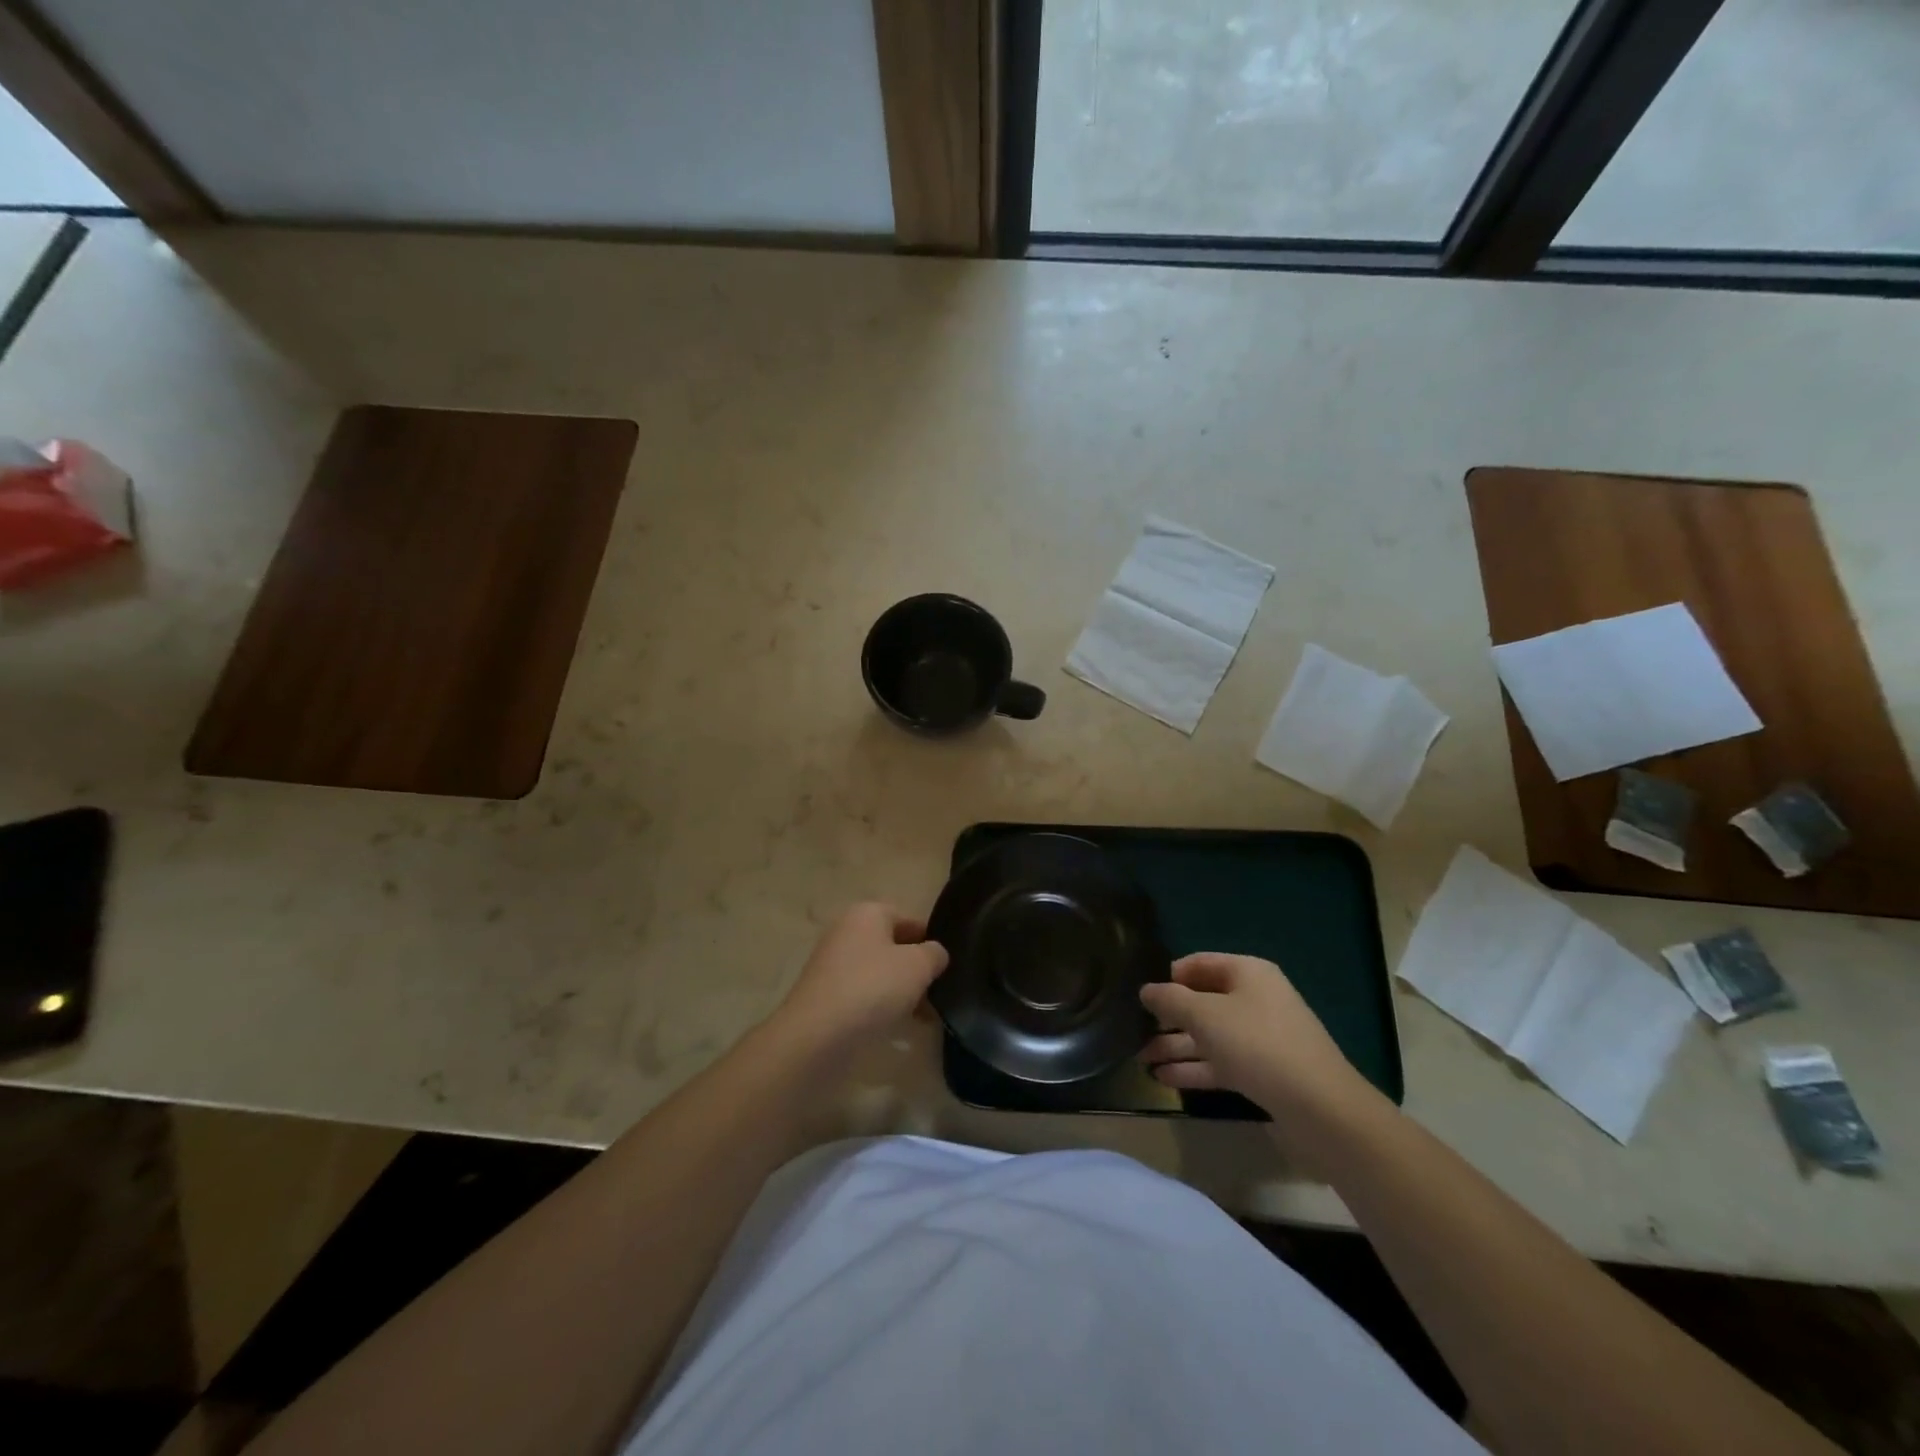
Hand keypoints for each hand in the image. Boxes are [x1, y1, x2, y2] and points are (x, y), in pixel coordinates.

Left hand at [771, 903, 948, 1051]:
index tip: (948, 965)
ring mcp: (833, 964)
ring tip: (926, 1016)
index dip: (931, 939)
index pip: (909, 918)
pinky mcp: (826, 996)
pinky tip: (899, 1027)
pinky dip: (882, 1007)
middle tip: (940, 991)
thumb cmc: (873, 987)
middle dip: (917, 969)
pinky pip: (864, 994)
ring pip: (879, 973)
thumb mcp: (918, 966)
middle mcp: (846, 932)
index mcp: (867, 913)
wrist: (817, 1036)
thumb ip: (934, 953)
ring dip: (902, 991)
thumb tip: (935, 954)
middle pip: (893, 946)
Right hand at [1141, 953, 1372, 1126]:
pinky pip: (1220, 1062)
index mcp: (1247, 973)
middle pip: (1202, 1001)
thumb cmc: (1258, 1045)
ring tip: (1139, 1057)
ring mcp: (1260, 1038)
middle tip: (1132, 1029)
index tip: (1138, 993)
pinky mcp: (1262, 1072)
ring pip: (1208, 1035)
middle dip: (1167, 1017)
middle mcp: (1254, 999)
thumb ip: (1170, 1000)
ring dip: (1175, 1046)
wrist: (1321, 1109)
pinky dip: (1193, 1068)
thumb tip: (1146, 989)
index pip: (1198, 964)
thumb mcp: (1205, 1016)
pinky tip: (1162, 1077)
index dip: (1168, 976)